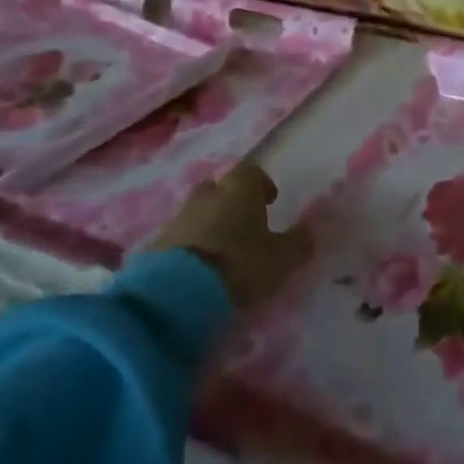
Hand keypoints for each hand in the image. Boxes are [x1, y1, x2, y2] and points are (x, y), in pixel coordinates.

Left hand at [145, 161, 314, 312]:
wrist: (177, 292)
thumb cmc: (239, 265)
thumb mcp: (281, 259)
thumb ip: (297, 244)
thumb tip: (308, 233)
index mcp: (239, 190)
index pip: (250, 172)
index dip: (261, 183)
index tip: (269, 200)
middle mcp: (206, 197)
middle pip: (217, 188)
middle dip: (228, 200)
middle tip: (242, 223)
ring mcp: (177, 219)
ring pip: (196, 212)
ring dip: (207, 224)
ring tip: (220, 251)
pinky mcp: (155, 245)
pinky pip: (177, 238)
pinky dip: (188, 247)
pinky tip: (197, 269)